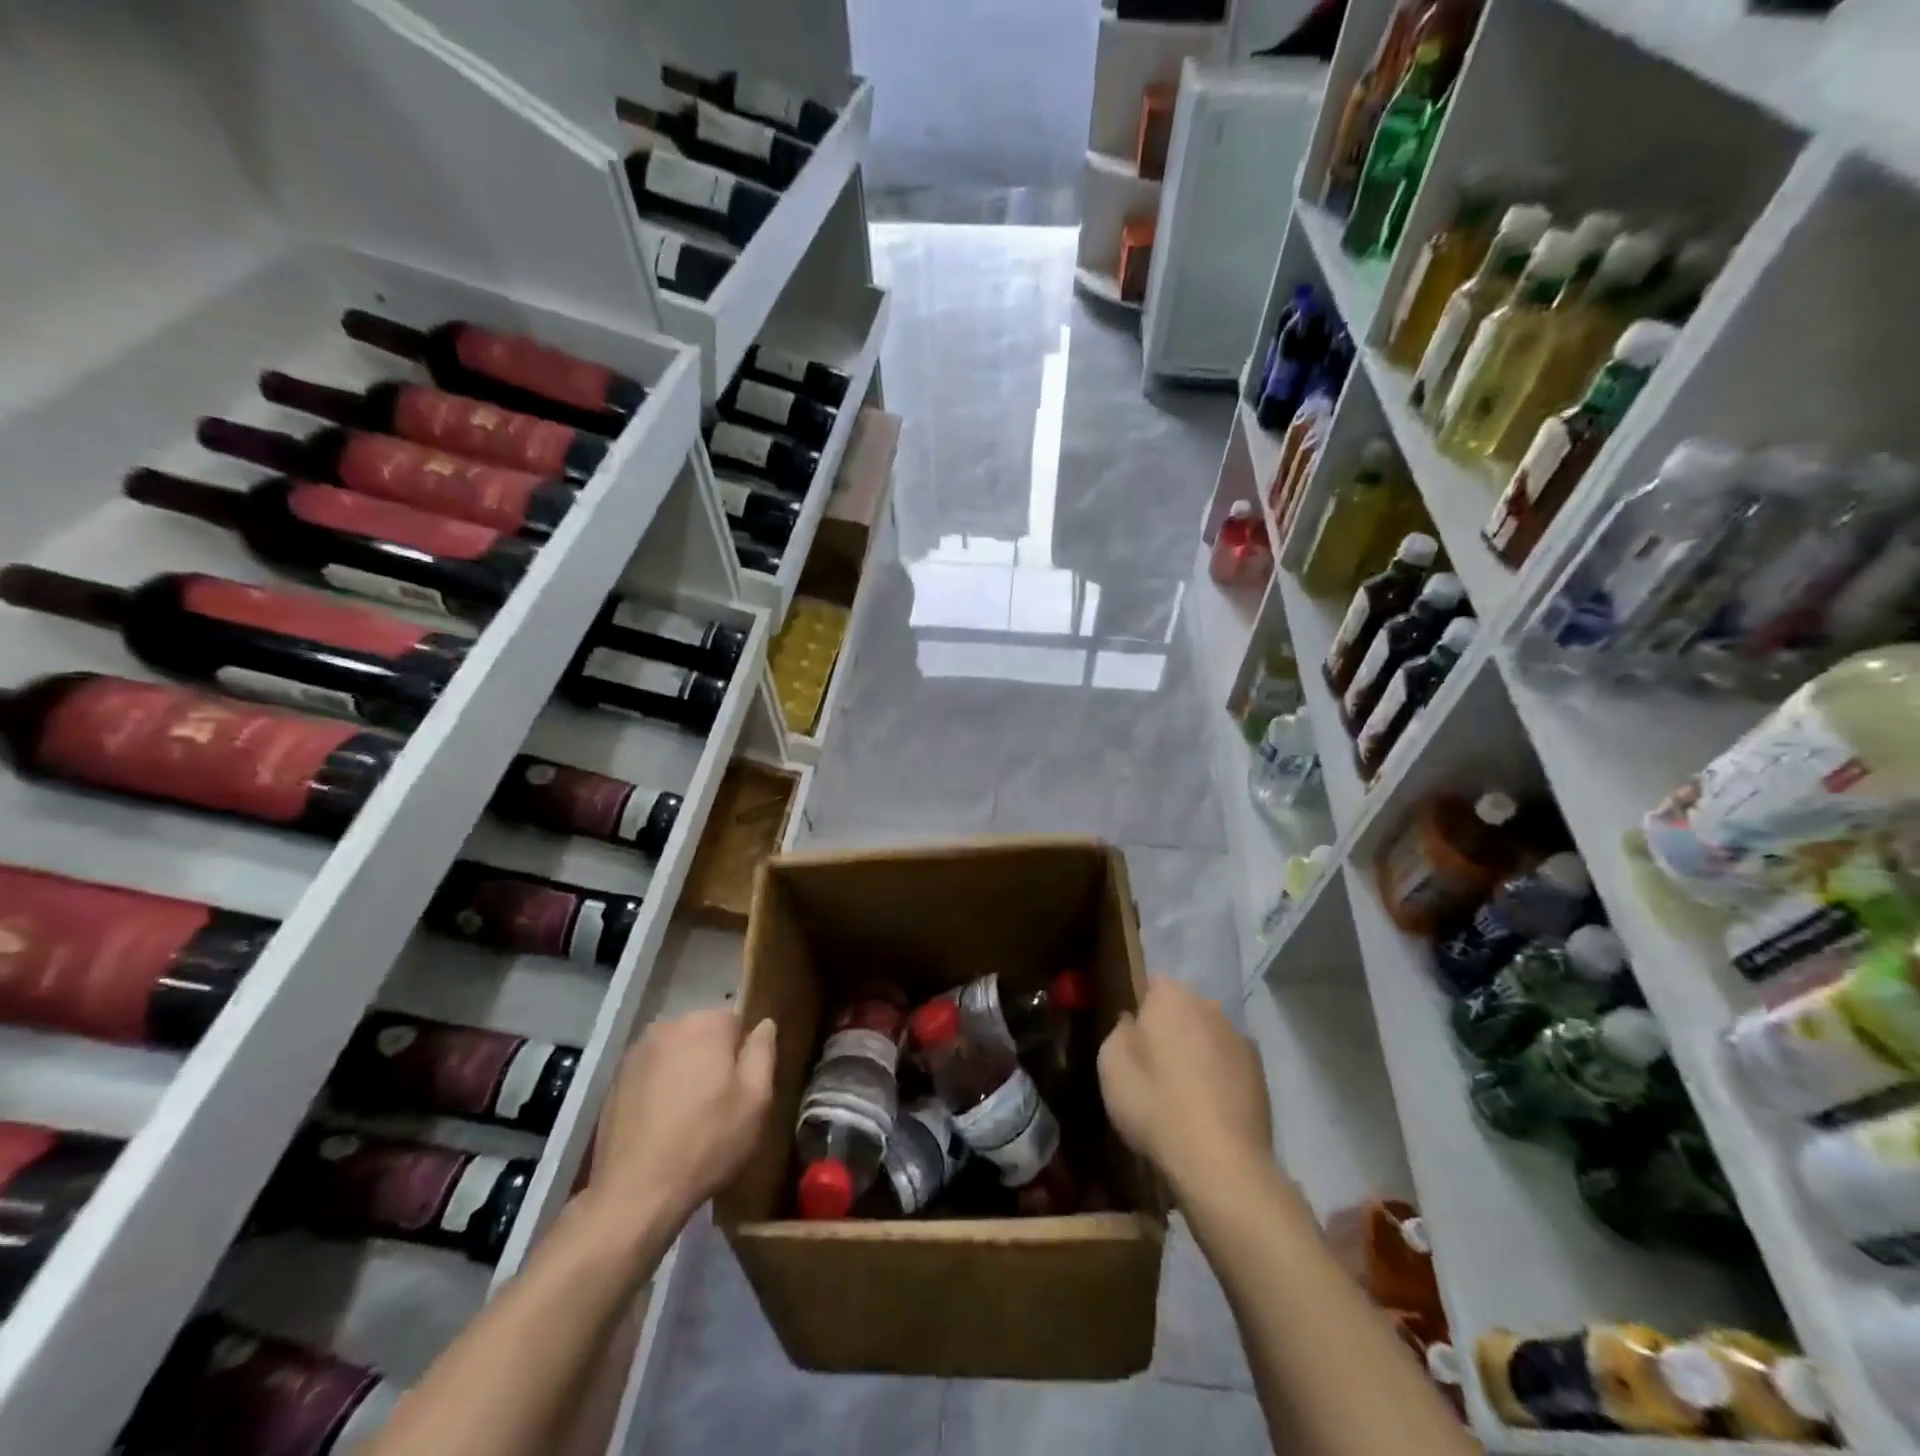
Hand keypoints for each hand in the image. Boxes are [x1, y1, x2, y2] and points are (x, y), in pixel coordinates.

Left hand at [585, 1009, 776, 1228]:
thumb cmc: (706, 1143)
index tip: (742, 1086)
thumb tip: (765, 1025)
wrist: (634, 1194)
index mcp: (705, 1025)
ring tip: (688, 1116)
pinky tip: (661, 1124)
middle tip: (718, 1104)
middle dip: (712, 1059)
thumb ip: (763, 1053)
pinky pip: (650, 1073)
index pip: (735, 1021)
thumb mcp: (755, 1101)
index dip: (742, 1053)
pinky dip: (659, 1088)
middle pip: (703, 1034)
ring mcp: (636, 1053)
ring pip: (675, 1053)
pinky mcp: (615, 1080)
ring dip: (685, 1072)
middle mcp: (668, 1026)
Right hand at [1099, 977, 1272, 1195]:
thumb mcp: (1111, 1066)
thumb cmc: (1156, 1105)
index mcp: (1171, 997)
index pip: (1153, 985)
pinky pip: (1229, 1062)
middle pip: (1184, 1008)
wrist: (1222, 1162)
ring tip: (1183, 1091)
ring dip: (1197, 1051)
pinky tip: (1209, 1107)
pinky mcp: (1261, 1072)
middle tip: (1155, 1065)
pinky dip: (1220, 1075)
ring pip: (1208, 1034)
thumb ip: (1119, 1032)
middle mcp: (1209, 1006)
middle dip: (1171, 1027)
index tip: (1134, 1038)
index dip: (1142, 1009)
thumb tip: (1132, 1022)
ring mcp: (1240, 1037)